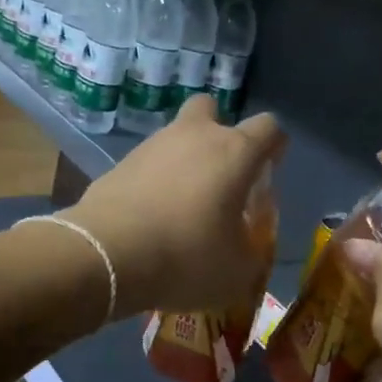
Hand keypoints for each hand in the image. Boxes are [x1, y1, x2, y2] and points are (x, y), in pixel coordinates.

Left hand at [65, 96, 285, 317]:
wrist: (107, 256)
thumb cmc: (186, 258)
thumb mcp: (237, 272)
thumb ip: (250, 252)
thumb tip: (246, 249)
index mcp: (234, 153)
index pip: (269, 128)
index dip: (274, 146)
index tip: (269, 170)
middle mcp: (194, 137)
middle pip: (211, 109)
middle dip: (218, 132)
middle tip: (219, 174)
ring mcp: (152, 146)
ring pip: (176, 138)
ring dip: (183, 162)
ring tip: (182, 208)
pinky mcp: (119, 164)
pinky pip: (147, 165)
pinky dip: (154, 182)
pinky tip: (151, 217)